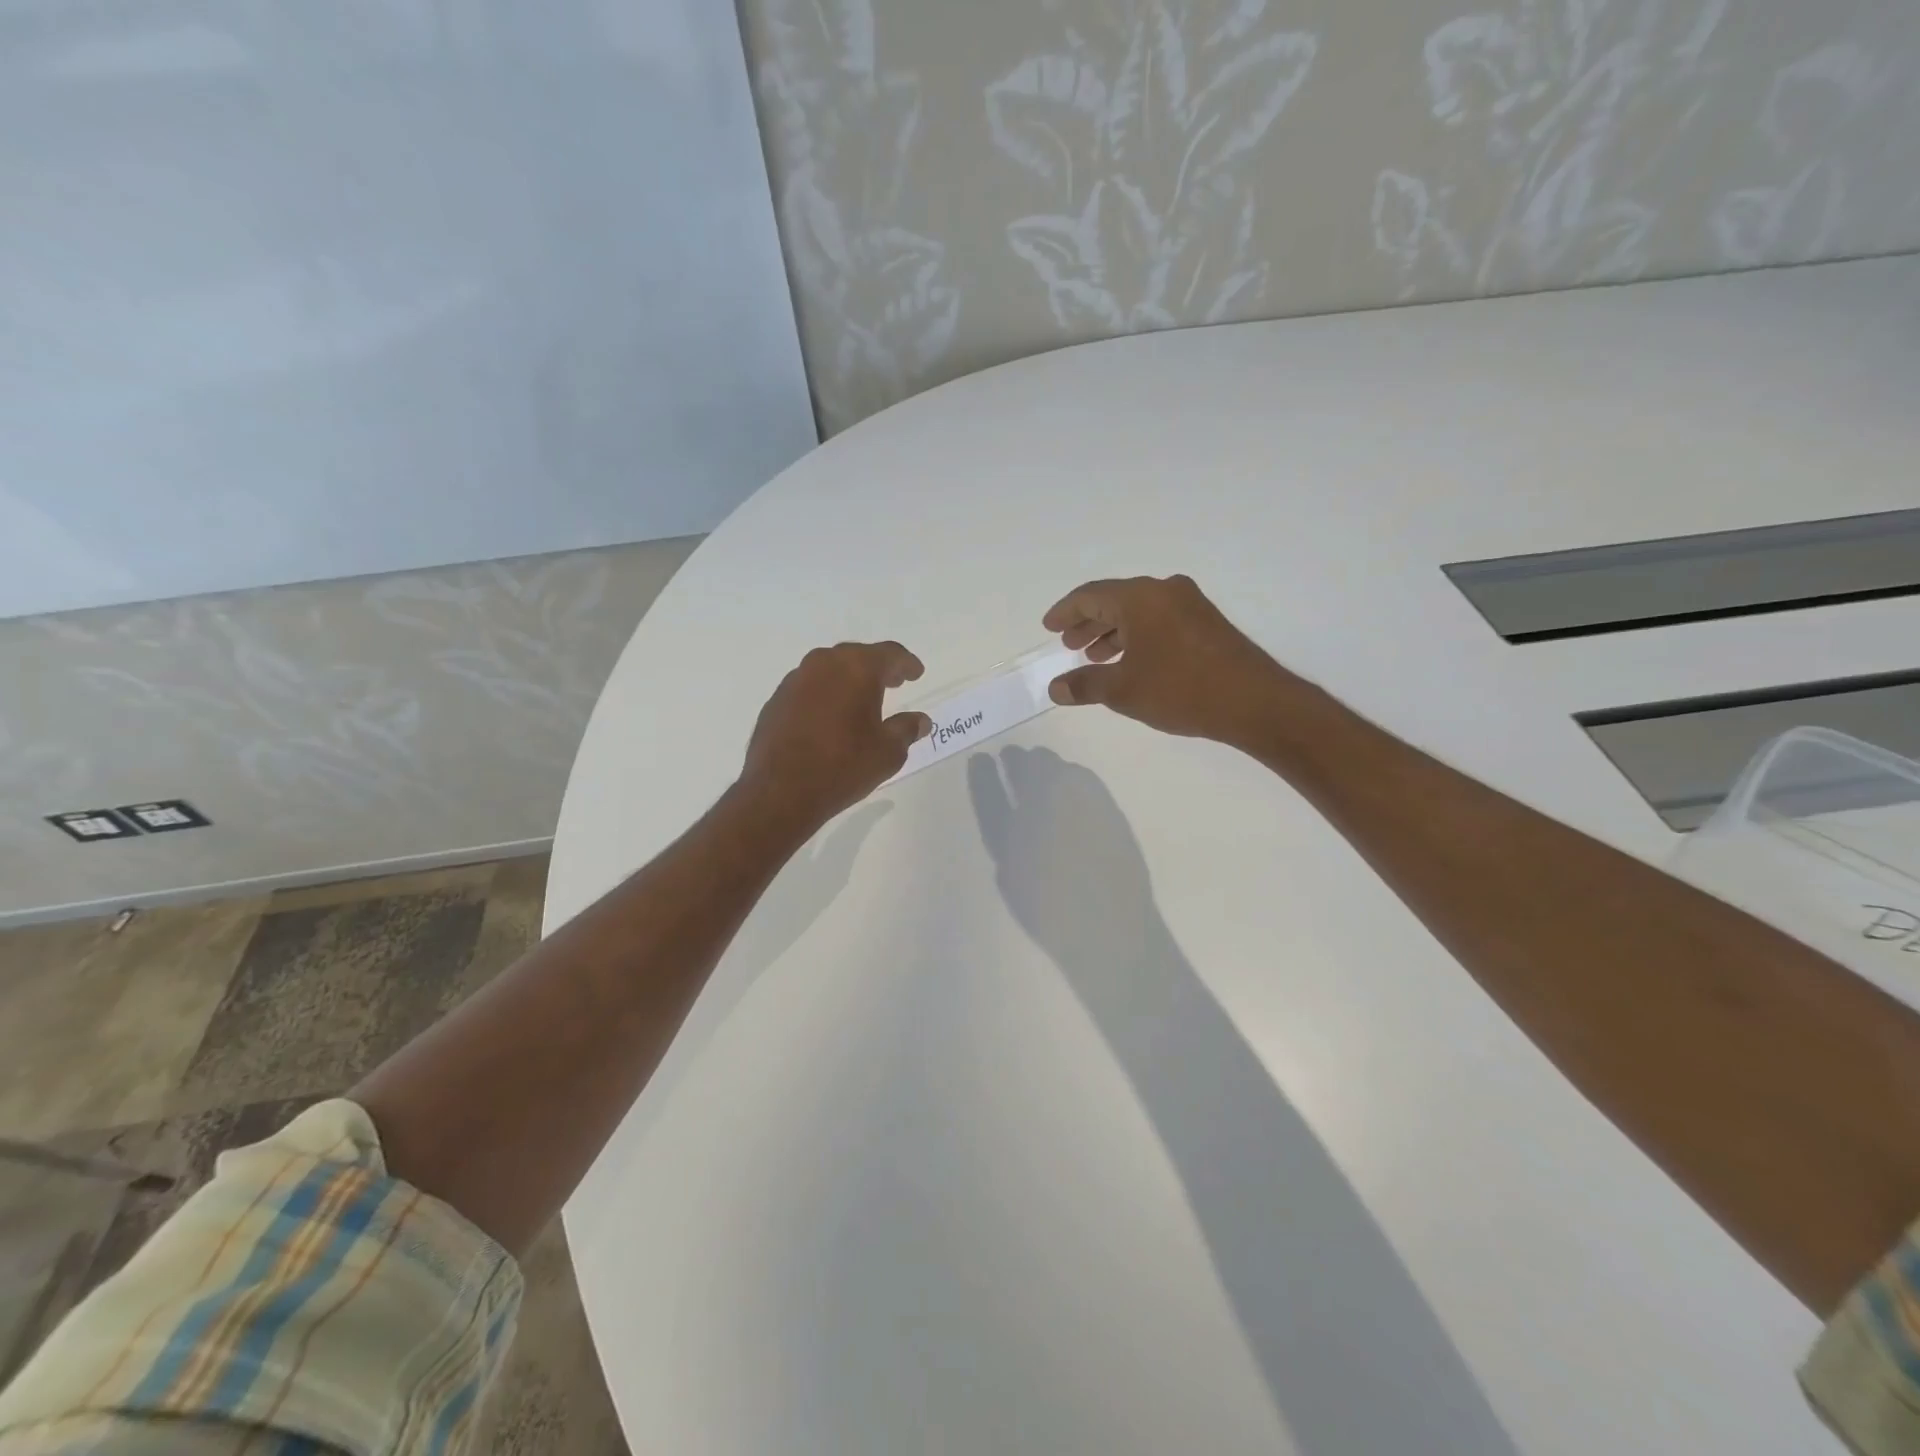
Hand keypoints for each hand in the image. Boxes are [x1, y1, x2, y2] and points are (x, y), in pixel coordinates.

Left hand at [738, 641, 930, 833]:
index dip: (906, 663)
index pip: (890, 654)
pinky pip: (809, 688)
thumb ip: (907, 729)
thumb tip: (920, 720)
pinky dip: (825, 695)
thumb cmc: (843, 766)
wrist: (780, 792)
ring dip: (848, 680)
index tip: (916, 673)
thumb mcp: (888, 752)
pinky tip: (830, 718)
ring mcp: (795, 680)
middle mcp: (824, 664)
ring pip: (829, 669)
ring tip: (861, 701)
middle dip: (877, 668)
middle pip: (857, 656)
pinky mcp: (776, 700)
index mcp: (857, 668)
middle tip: (893, 683)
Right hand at [1043, 575, 1298, 746]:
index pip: (1090, 596)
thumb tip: (1056, 688)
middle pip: (1114, 600)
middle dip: (1088, 623)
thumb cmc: (1181, 689)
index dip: (1065, 612)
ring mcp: (1190, 604)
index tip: (1048, 627)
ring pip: (1138, 611)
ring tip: (1095, 657)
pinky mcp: (1206, 623)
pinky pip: (1159, 620)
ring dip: (1113, 632)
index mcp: (1140, 597)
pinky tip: (1131, 661)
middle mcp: (1164, 591)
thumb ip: (1085, 684)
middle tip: (1068, 645)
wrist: (1254, 702)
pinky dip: (1137, 636)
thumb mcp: (1123, 690)